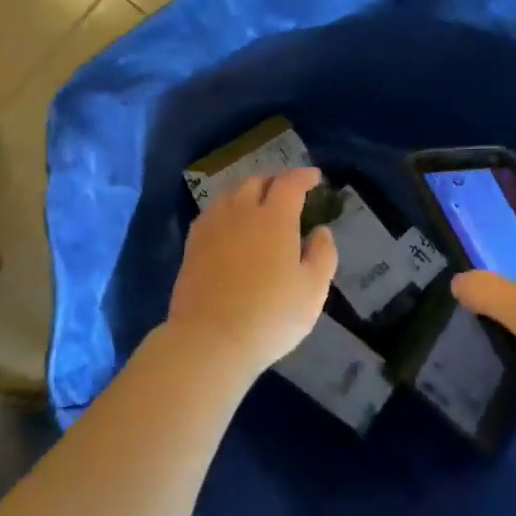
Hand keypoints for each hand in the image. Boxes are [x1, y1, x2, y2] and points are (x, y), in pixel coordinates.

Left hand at [164, 167, 339, 378]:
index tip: (315, 178)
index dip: (304, 176)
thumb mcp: (313, 290)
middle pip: (256, 181)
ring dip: (247, 192)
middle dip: (274, 181)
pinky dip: (226, 209)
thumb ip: (322, 255)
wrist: (210, 339)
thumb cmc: (270, 316)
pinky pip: (212, 213)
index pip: (290, 183)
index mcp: (274, 218)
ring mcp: (212, 226)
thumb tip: (321, 231)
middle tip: (286, 193)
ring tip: (257, 205)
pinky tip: (230, 225)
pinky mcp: (192, 244)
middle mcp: (241, 211)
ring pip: (230, 194)